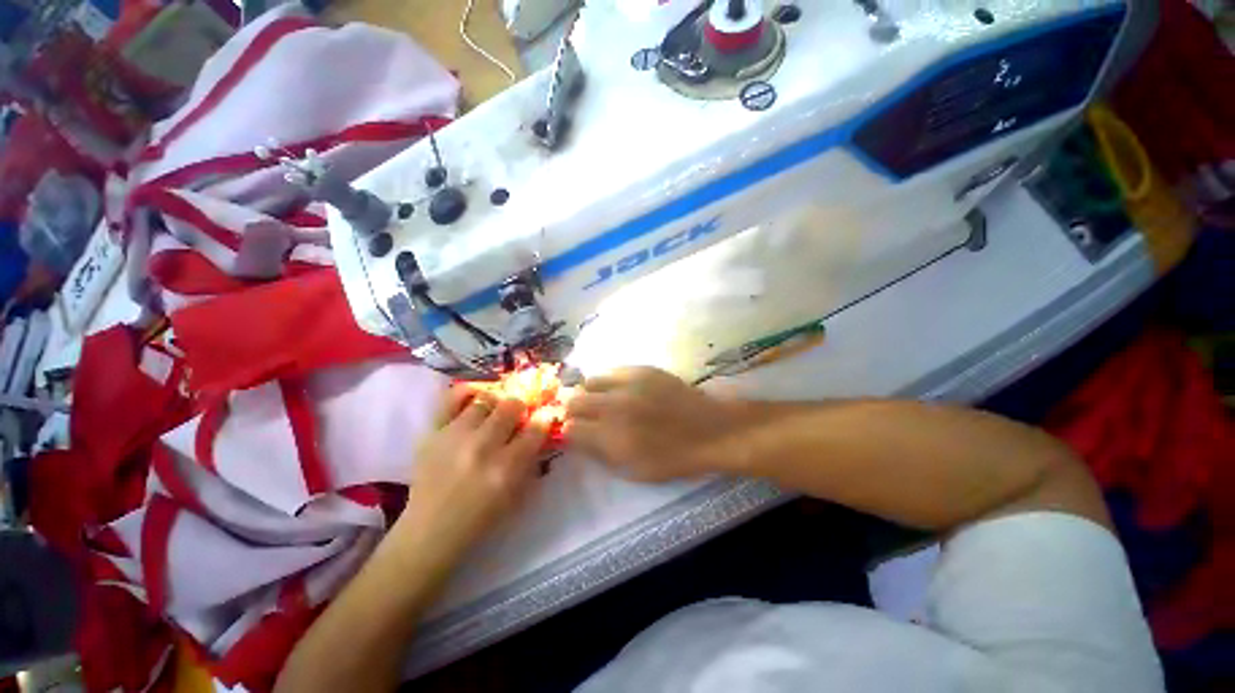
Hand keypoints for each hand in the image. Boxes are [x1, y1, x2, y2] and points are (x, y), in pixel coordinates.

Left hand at [399, 385, 549, 556]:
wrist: (430, 531)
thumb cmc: (481, 518)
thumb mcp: (517, 495)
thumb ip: (531, 461)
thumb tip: (541, 431)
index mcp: (506, 468)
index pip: (536, 429)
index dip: (544, 419)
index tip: (544, 417)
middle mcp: (482, 446)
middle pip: (512, 406)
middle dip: (521, 408)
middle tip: (518, 416)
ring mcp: (455, 436)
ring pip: (486, 400)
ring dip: (496, 405)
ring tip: (493, 413)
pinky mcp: (433, 433)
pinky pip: (451, 399)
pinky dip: (466, 393)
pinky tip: (475, 398)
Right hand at [565, 366, 744, 481]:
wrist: (710, 429)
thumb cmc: (674, 458)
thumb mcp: (635, 471)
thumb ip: (601, 454)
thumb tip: (578, 439)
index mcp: (613, 438)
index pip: (570, 429)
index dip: (570, 433)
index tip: (577, 434)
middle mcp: (615, 407)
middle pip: (574, 401)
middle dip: (574, 411)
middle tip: (585, 416)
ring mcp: (628, 384)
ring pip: (589, 382)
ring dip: (590, 393)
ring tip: (603, 401)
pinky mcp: (641, 369)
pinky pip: (611, 371)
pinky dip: (609, 382)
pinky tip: (620, 390)